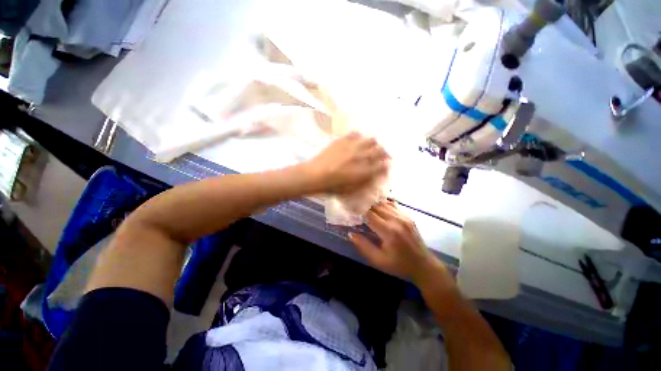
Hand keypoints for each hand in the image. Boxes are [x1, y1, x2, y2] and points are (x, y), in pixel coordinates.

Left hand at [302, 132, 389, 194]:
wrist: (315, 175)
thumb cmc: (332, 186)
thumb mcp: (351, 189)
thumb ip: (365, 182)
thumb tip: (375, 175)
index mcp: (365, 171)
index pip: (383, 165)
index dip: (387, 165)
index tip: (386, 165)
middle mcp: (362, 156)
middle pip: (380, 150)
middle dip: (384, 153)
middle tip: (381, 156)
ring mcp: (353, 146)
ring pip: (371, 140)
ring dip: (373, 144)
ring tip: (370, 147)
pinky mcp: (343, 140)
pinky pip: (355, 134)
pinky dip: (359, 137)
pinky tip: (356, 141)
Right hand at [349, 201, 447, 283]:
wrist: (423, 265)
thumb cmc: (399, 265)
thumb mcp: (378, 260)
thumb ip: (364, 246)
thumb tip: (351, 233)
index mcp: (388, 231)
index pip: (369, 214)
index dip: (358, 211)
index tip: (350, 211)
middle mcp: (396, 220)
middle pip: (376, 206)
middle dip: (364, 206)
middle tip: (355, 208)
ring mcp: (404, 216)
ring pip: (384, 203)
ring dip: (373, 204)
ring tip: (364, 206)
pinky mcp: (408, 216)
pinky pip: (392, 205)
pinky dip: (383, 204)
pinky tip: (377, 206)